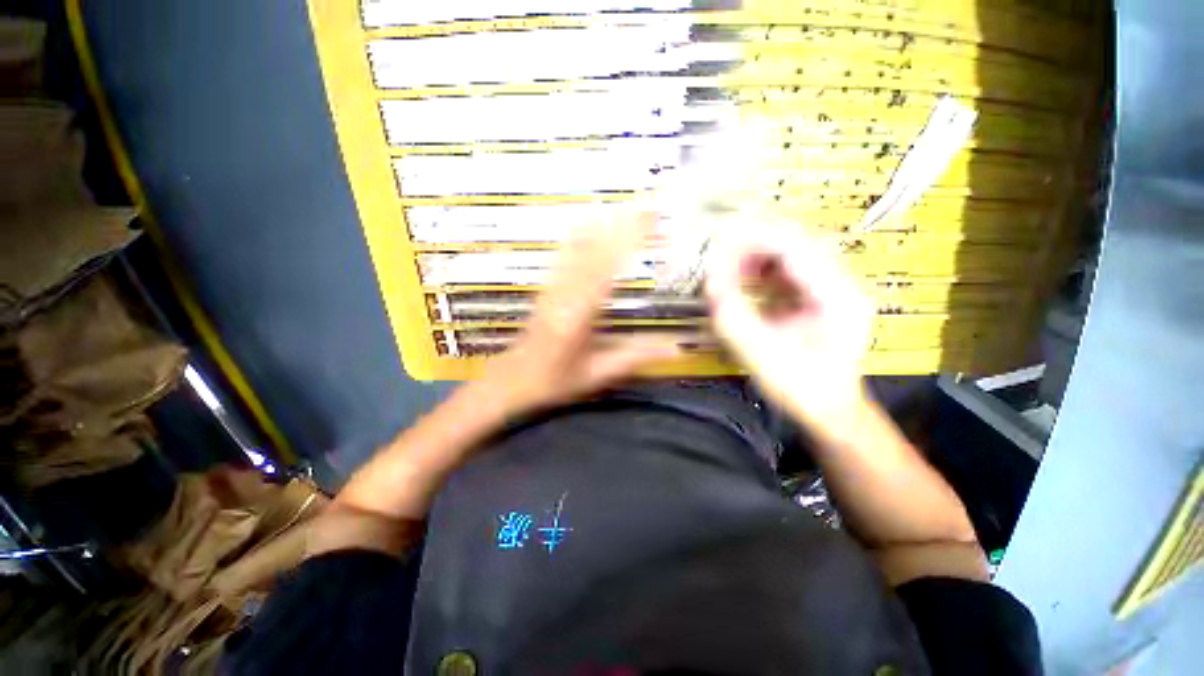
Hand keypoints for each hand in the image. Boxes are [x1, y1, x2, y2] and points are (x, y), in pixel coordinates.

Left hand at [479, 211, 680, 414]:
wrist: (513, 378)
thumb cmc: (556, 380)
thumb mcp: (598, 374)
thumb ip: (635, 356)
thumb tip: (677, 347)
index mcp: (577, 316)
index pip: (607, 270)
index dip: (628, 242)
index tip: (651, 221)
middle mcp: (563, 293)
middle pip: (594, 251)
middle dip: (621, 226)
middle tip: (648, 207)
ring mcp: (551, 286)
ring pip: (577, 248)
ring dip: (602, 225)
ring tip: (626, 207)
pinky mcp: (546, 285)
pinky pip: (562, 254)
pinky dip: (579, 234)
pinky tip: (588, 220)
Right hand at [705, 223, 872, 427]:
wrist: (830, 408)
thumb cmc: (801, 388)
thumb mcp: (762, 356)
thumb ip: (734, 317)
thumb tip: (710, 283)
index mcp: (837, 297)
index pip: (794, 248)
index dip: (753, 239)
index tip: (718, 241)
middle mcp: (841, 283)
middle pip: (795, 241)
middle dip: (752, 241)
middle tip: (717, 249)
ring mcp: (832, 286)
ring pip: (791, 250)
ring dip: (756, 252)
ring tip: (726, 263)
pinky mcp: (819, 293)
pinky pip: (788, 267)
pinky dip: (761, 266)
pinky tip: (743, 275)